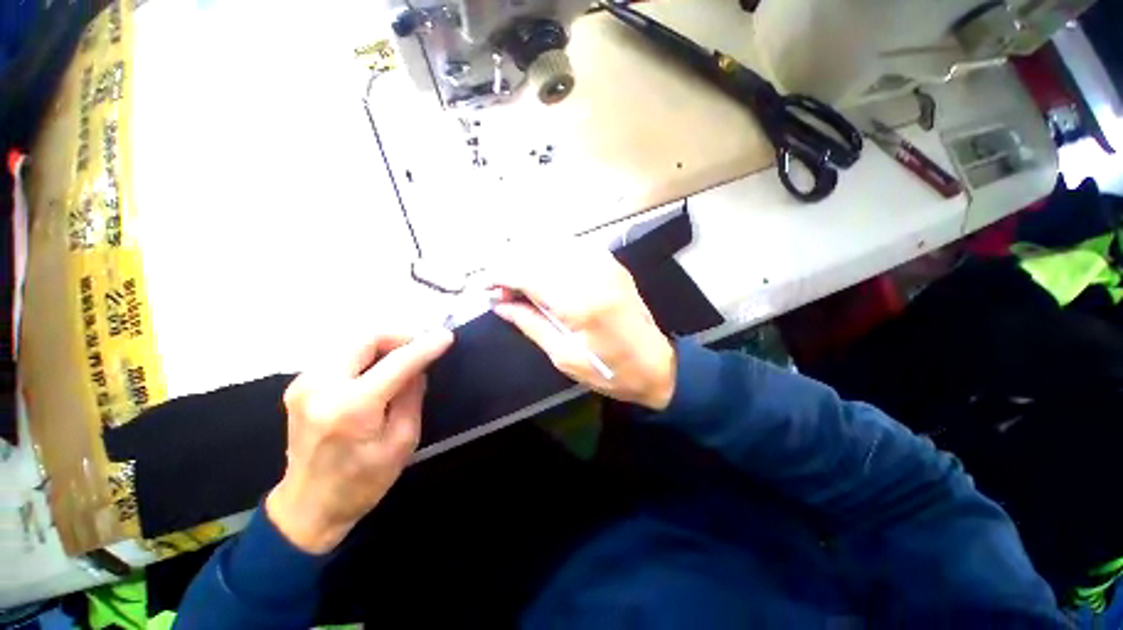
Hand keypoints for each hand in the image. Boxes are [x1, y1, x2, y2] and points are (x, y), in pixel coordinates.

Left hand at [266, 330, 453, 553]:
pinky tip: (380, 369)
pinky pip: (341, 355)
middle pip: (366, 339)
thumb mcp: (403, 441)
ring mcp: (304, 384)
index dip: (425, 346)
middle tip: (423, 345)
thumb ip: (412, 396)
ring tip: (406, 357)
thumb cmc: (363, 481)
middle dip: (400, 336)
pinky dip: (366, 354)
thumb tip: (419, 366)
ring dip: (384, 344)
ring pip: (352, 343)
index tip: (446, 336)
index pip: (397, 362)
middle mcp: (321, 387)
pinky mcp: (300, 385)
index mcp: (351, 408)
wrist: (308, 507)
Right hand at [491, 243, 675, 410]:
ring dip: (530, 257)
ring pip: (554, 245)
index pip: (528, 274)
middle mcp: (592, 275)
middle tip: (501, 288)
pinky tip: (545, 271)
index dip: (500, 275)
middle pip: (538, 254)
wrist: (656, 365)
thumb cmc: (609, 371)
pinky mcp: (613, 264)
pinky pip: (574, 247)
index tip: (485, 285)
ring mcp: (606, 265)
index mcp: (579, 304)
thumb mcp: (564, 357)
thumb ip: (530, 324)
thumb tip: (499, 304)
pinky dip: (552, 254)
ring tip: (520, 281)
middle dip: (512, 265)